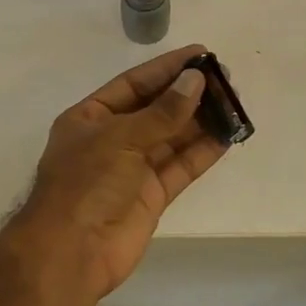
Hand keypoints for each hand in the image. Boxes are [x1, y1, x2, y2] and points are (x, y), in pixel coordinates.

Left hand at [4, 44, 228, 301]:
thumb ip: (162, 112)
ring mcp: (132, 169)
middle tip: (225, 79)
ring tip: (233, 103)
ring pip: (172, 138)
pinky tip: (227, 135)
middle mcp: (112, 140)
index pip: (133, 84)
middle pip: (156, 110)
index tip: (200, 54)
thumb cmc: (86, 183)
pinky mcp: (152, 196)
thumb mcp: (120, 137)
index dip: (166, 69)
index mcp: (91, 118)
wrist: (72, 251)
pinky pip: (181, 167)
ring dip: (201, 121)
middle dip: (188, 94)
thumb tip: (195, 81)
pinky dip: (203, 152)